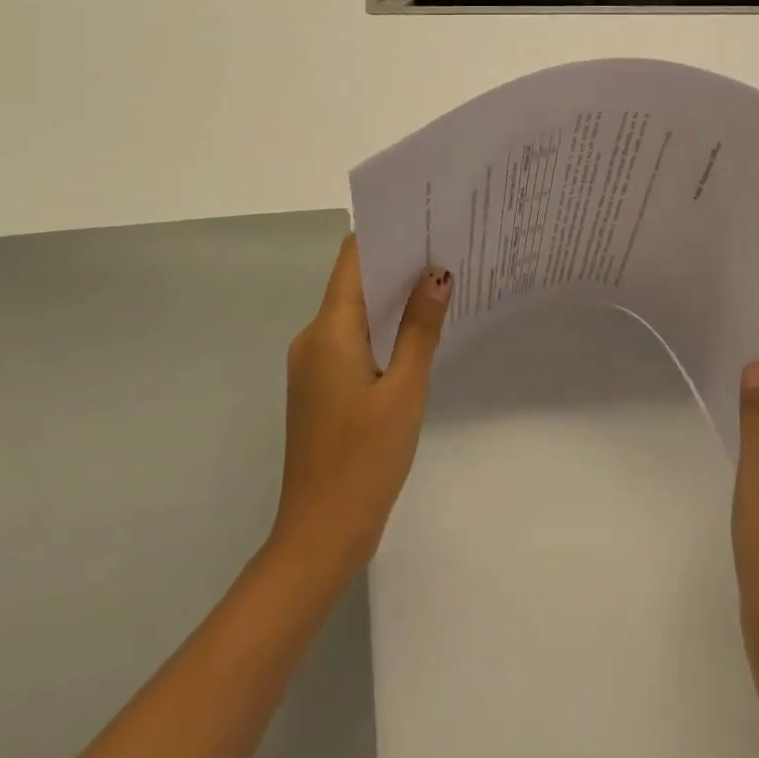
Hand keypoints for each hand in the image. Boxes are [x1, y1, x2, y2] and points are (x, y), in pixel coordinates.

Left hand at [271, 235, 450, 577]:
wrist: (319, 536)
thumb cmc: (364, 459)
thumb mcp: (404, 390)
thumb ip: (421, 329)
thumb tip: (437, 275)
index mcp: (328, 331)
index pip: (352, 260)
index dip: (385, 235)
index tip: (424, 221)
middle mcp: (313, 339)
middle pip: (353, 283)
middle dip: (396, 265)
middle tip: (446, 250)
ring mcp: (312, 365)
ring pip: (354, 314)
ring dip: (391, 300)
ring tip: (440, 285)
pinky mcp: (319, 387)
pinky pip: (350, 341)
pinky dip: (381, 331)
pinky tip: (416, 336)